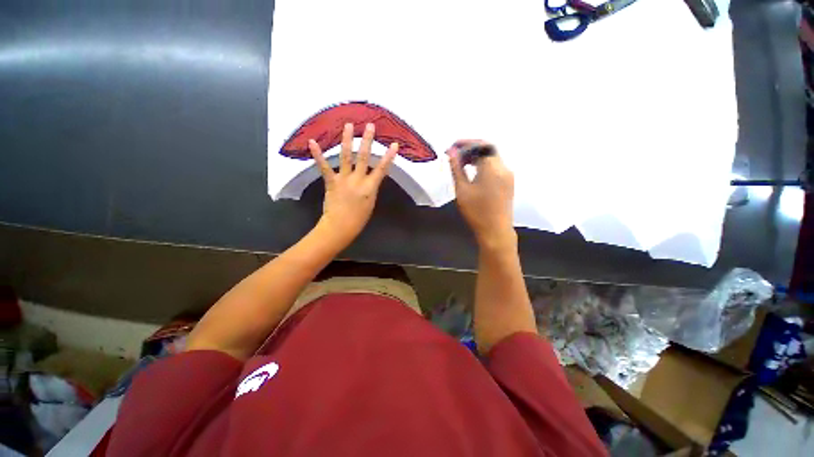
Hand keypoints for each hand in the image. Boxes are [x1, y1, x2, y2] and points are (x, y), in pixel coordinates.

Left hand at [309, 122, 397, 245]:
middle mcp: (358, 180)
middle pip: (364, 157)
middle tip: (369, 125)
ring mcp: (344, 180)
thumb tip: (370, 177)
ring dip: (347, 140)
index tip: (394, 144)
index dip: (388, 157)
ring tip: (348, 125)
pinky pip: (325, 167)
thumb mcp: (370, 203)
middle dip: (367, 141)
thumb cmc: (358, 219)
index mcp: (370, 187)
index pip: (382, 169)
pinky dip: (318, 155)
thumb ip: (370, 188)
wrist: (340, 227)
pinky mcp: (331, 182)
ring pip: (346, 157)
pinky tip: (312, 142)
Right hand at [448, 141, 515, 248]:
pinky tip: (474, 171)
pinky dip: (484, 164)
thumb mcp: (462, 189)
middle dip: (471, 149)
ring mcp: (508, 175)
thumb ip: (457, 168)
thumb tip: (452, 152)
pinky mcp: (509, 182)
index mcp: (492, 167)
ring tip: (462, 163)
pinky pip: (496, 166)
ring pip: (492, 158)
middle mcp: (504, 167)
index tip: (452, 147)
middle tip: (455, 155)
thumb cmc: (476, 212)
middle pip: (488, 149)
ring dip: (477, 156)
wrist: (495, 231)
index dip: (466, 143)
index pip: (480, 145)